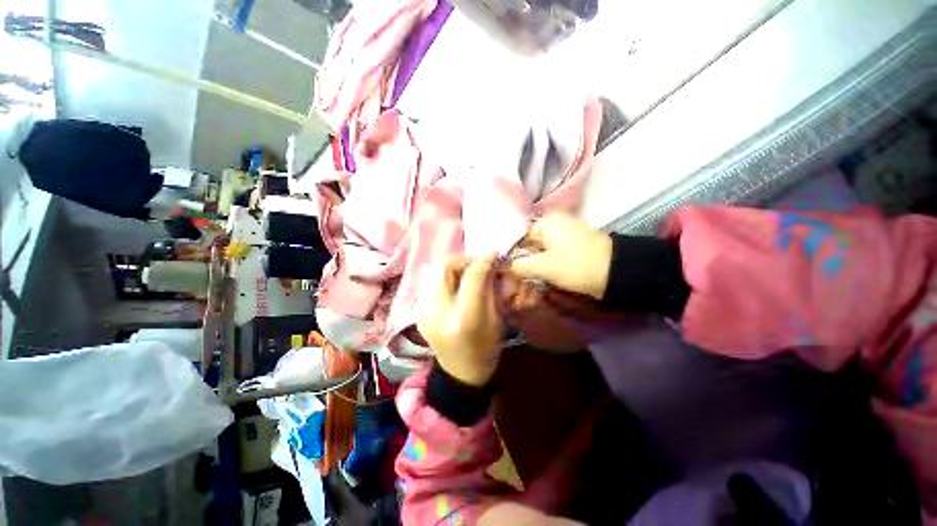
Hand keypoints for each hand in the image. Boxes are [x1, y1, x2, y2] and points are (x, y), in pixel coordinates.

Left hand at [417, 254, 502, 386]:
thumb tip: (488, 261)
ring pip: (435, 271)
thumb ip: (490, 287)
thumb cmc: (485, 348)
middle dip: (464, 259)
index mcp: (464, 320)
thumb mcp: (495, 318)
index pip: (471, 276)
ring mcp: (422, 311)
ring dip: (454, 266)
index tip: (493, 252)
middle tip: (478, 263)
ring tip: (468, 272)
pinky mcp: (417, 310)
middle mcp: (437, 313)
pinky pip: (431, 281)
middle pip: (445, 267)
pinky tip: (456, 284)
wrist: (460, 372)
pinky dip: (446, 277)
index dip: (483, 260)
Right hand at [509, 214, 612, 299]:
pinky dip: (540, 276)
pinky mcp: (567, 255)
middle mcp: (551, 229)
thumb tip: (501, 266)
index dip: (507, 258)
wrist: (618, 275)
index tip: (500, 275)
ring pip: (536, 259)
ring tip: (521, 297)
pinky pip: (547, 264)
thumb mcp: (544, 266)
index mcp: (546, 224)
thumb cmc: (577, 265)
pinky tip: (532, 291)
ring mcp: (560, 243)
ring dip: (528, 277)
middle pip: (526, 250)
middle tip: (510, 291)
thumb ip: (519, 265)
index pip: (517, 239)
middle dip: (518, 271)